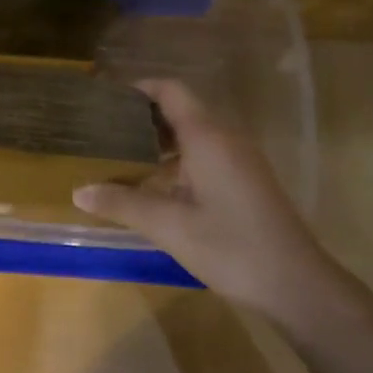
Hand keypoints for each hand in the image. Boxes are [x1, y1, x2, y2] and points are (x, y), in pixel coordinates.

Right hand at [72, 80, 333, 315]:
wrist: (294, 283)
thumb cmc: (230, 247)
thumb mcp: (169, 226)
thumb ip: (123, 204)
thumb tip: (79, 191)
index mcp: (208, 137)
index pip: (171, 91)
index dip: (138, 89)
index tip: (105, 100)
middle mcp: (225, 139)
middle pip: (181, 112)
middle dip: (142, 118)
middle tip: (102, 133)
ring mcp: (239, 161)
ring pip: (193, 137)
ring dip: (158, 144)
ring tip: (119, 159)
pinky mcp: (245, 182)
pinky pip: (205, 157)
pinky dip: (176, 163)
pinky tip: (153, 189)